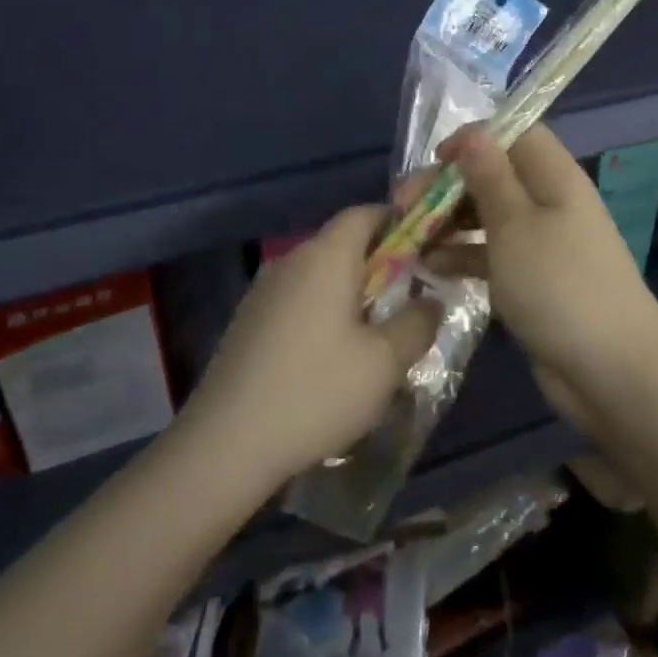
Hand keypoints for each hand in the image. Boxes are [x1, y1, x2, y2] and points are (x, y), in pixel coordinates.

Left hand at [182, 207, 440, 484]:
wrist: (226, 443)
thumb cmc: (316, 392)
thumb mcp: (385, 362)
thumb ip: (418, 323)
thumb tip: (430, 300)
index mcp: (325, 257)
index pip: (365, 213)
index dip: (400, 223)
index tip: (427, 251)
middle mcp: (290, 262)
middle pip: (342, 244)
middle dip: (381, 264)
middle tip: (409, 301)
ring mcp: (263, 292)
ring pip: (320, 276)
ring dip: (352, 293)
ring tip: (376, 335)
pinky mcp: (248, 323)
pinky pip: (298, 301)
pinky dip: (324, 314)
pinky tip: (332, 358)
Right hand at [431, 125, 657, 426]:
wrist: (611, 370)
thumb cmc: (558, 285)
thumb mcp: (515, 225)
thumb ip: (490, 177)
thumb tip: (473, 134)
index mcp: (554, 178)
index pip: (515, 134)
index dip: (473, 139)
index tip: (434, 162)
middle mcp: (550, 203)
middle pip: (495, 176)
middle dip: (448, 187)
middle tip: (405, 208)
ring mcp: (544, 245)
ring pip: (489, 218)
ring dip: (450, 224)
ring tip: (412, 241)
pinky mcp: (534, 281)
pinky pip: (493, 256)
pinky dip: (464, 257)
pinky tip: (432, 269)